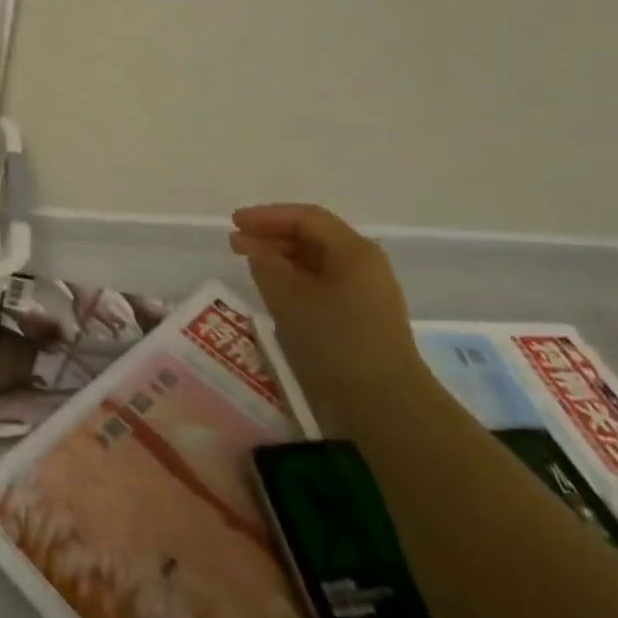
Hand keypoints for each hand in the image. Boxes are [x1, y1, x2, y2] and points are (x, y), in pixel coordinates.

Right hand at [229, 203, 423, 432]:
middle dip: (272, 236)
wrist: (384, 402)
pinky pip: (324, 284)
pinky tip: (277, 292)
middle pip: (314, 236)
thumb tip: (258, 251)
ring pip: (318, 261)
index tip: (234, 222)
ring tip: (251, 265)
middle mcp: (365, 263)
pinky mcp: (364, 316)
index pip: (306, 218)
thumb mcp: (289, 299)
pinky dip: (296, 280)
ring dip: (283, 259)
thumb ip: (267, 266)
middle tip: (235, 244)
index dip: (266, 216)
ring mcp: (367, 291)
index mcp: (353, 250)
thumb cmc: (335, 341)